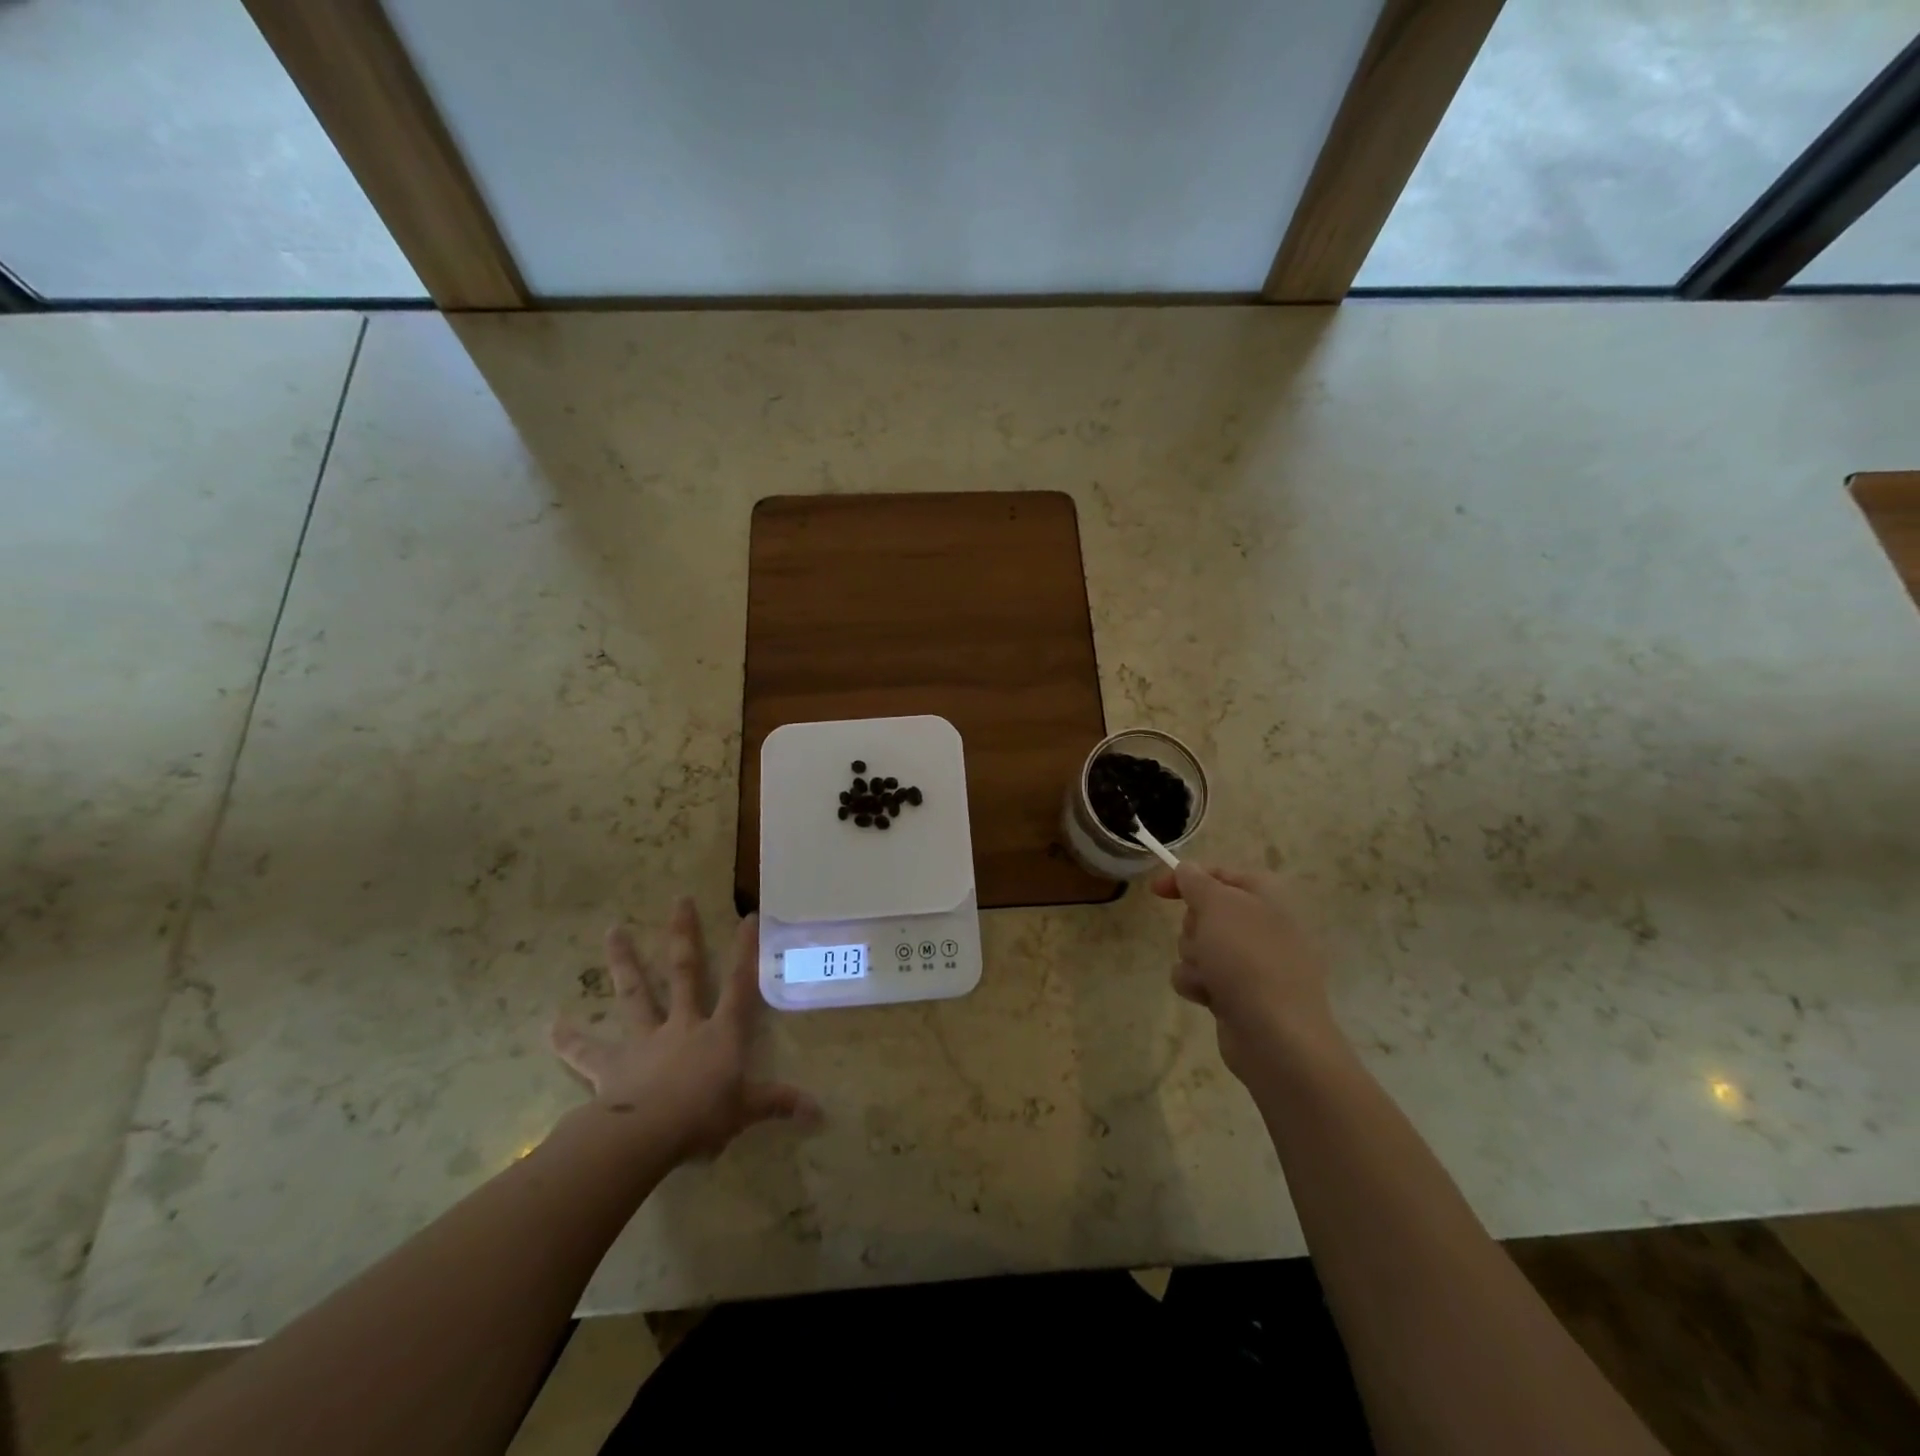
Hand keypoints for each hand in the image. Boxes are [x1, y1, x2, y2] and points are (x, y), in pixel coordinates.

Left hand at [549, 900, 818, 1161]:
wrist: (645, 1136)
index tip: (747, 916)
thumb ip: (778, 1104)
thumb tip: (819, 1112)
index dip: (745, 951)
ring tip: (612, 930)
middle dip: (683, 936)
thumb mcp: (747, 1111)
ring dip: (624, 962)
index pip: (739, 986)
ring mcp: (644, 1041)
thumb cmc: (702, 1117)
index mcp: (718, 1034)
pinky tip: (552, 1025)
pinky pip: (587, 1052)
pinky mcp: (610, 1066)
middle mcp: (682, 1025)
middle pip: (684, 972)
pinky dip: (569, 1040)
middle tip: (678, 900)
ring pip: (634, 994)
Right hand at [1151, 863, 1340, 1080]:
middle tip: (1203, 939)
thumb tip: (1187, 869)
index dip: (1186, 877)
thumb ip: (1196, 881)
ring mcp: (1251, 963)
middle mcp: (1261, 925)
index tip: (1156, 890)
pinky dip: (1198, 984)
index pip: (1220, 873)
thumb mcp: (1217, 905)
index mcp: (1265, 896)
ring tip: (1209, 976)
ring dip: (1193, 958)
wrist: (1276, 1035)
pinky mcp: (1239, 994)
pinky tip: (1209, 997)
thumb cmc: (1248, 958)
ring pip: (1198, 946)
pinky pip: (1201, 977)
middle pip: (1204, 912)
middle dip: (1192, 927)